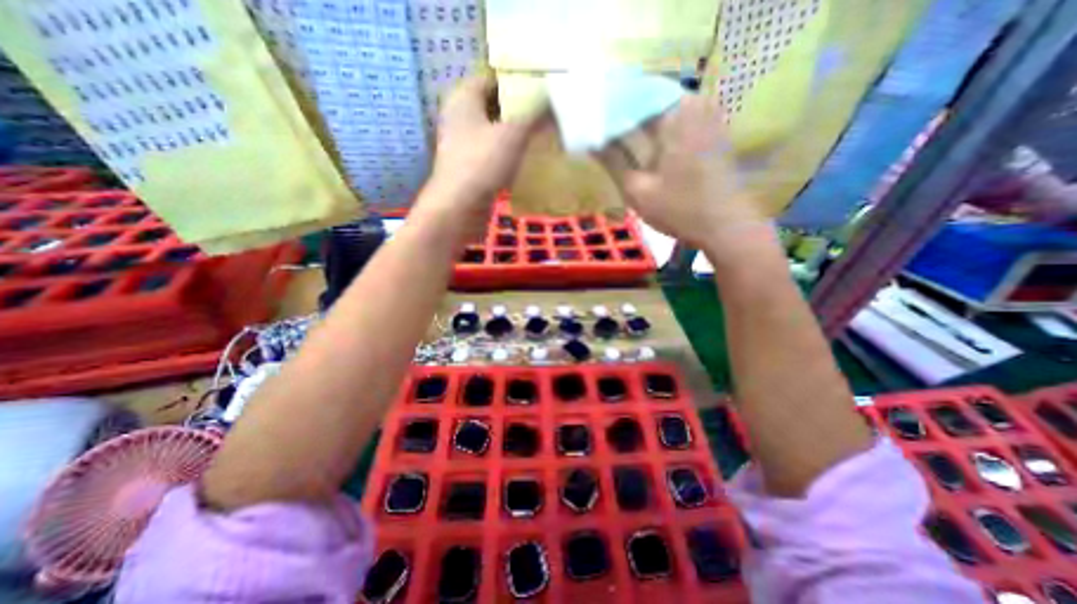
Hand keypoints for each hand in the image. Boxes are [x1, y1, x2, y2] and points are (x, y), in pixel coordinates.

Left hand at [430, 71, 547, 204]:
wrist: (459, 207)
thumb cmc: (482, 162)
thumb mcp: (514, 134)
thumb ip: (534, 116)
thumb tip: (553, 102)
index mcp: (463, 98)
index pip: (491, 79)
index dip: (515, 81)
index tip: (539, 89)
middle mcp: (458, 117)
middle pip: (491, 105)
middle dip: (516, 109)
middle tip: (542, 114)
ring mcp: (460, 144)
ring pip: (491, 131)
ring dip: (512, 133)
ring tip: (537, 136)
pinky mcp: (467, 167)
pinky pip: (489, 152)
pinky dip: (505, 153)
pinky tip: (522, 160)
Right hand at [598, 95, 764, 259]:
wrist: (725, 226)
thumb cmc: (679, 210)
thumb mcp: (637, 190)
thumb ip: (612, 160)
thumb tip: (592, 141)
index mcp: (675, 113)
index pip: (631, 95)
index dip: (608, 110)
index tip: (591, 124)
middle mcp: (695, 102)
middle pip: (647, 100)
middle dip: (624, 116)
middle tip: (603, 134)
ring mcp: (708, 113)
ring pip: (662, 109)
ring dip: (640, 123)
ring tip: (619, 141)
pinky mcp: (713, 127)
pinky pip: (678, 118)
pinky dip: (658, 129)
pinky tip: (645, 147)